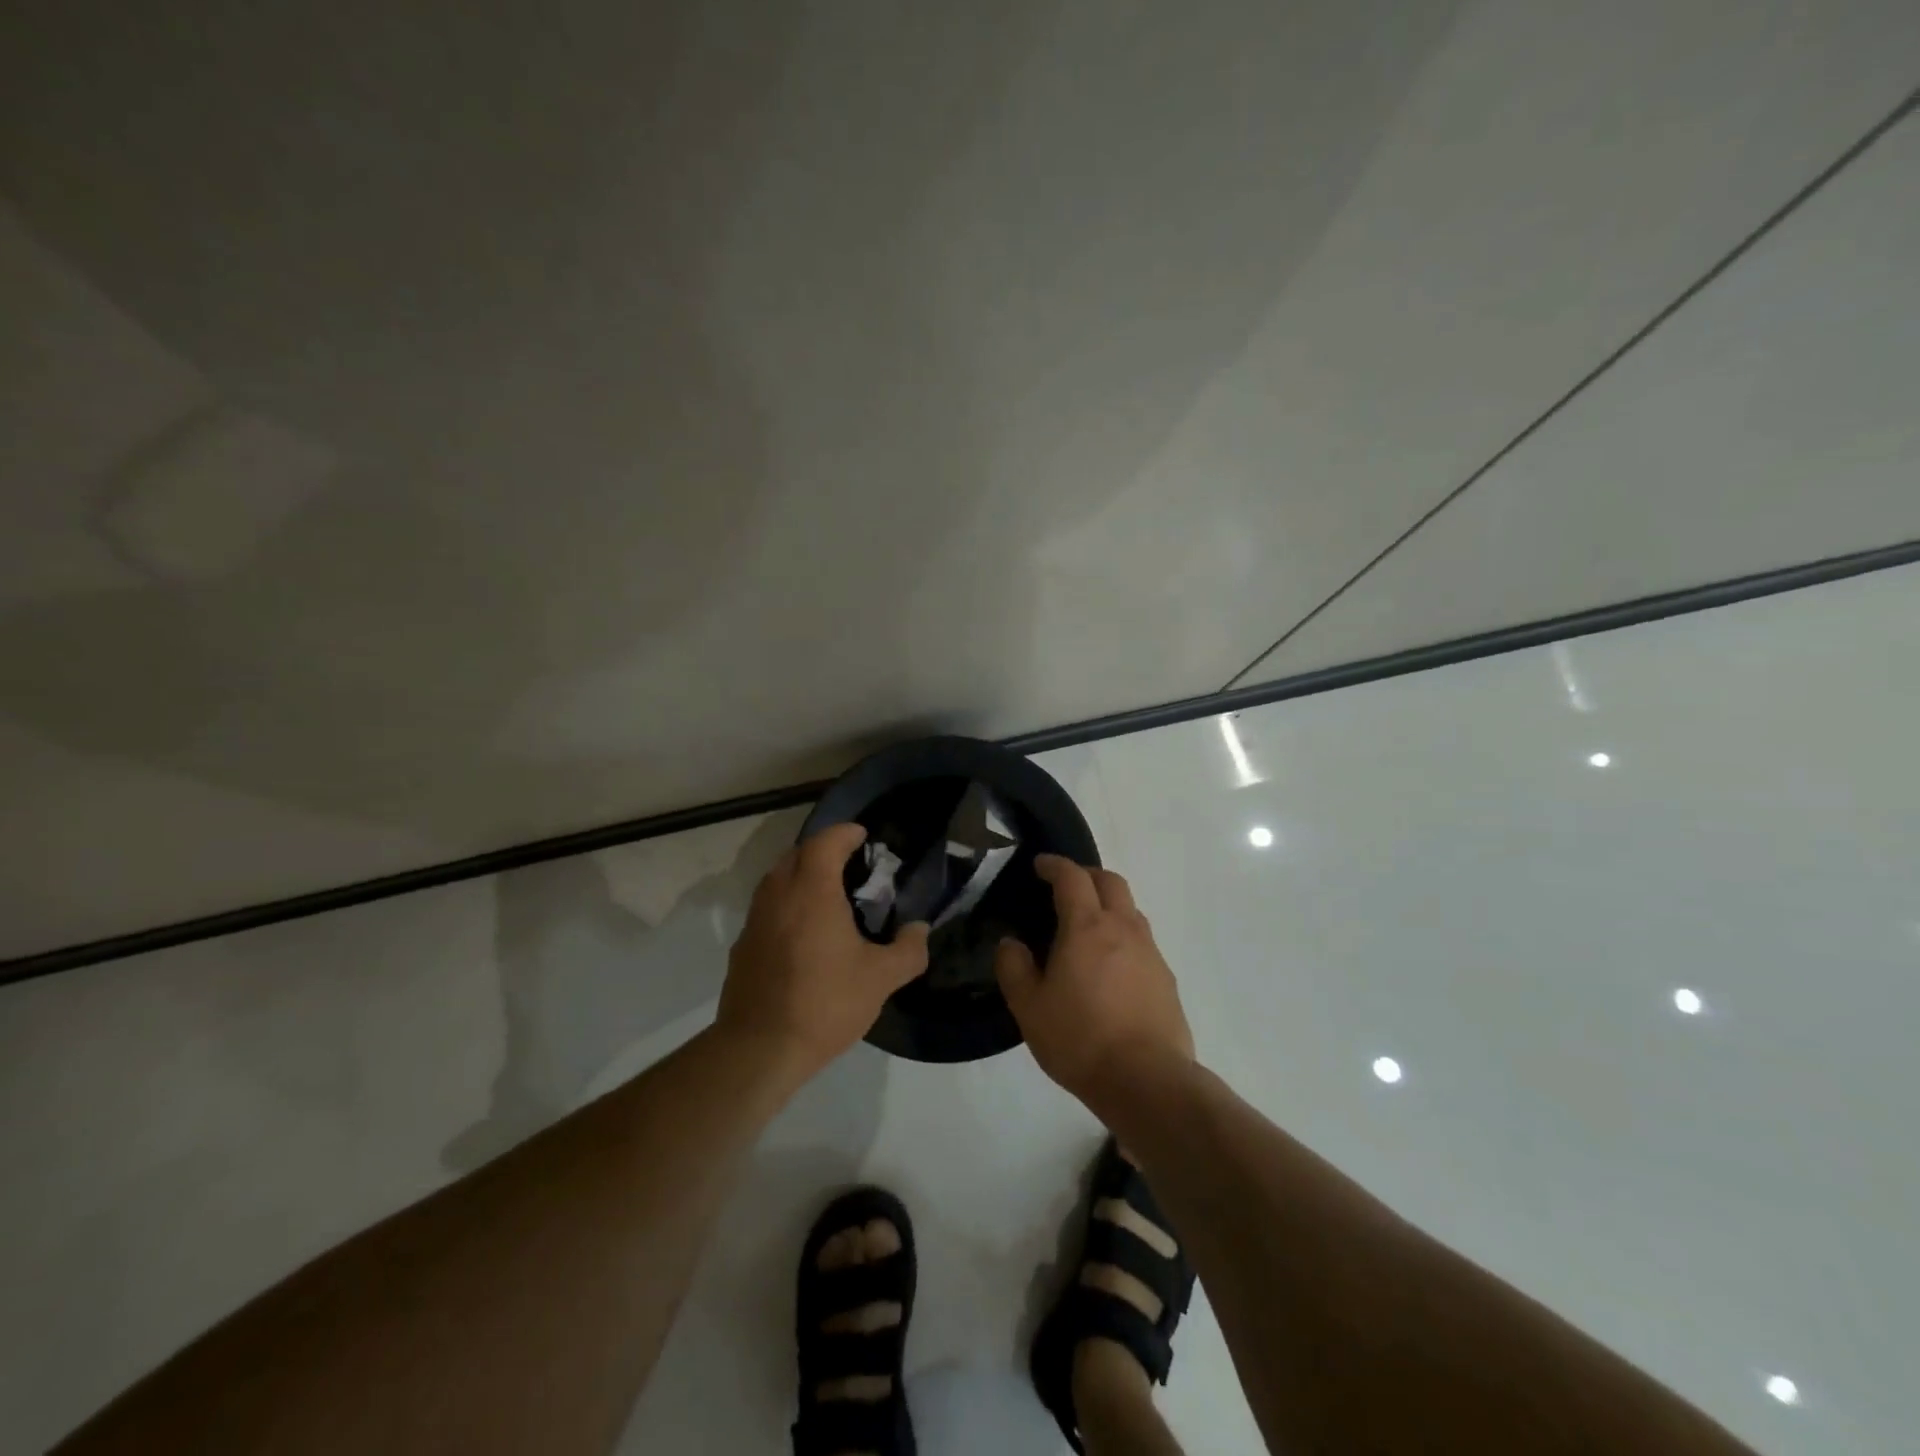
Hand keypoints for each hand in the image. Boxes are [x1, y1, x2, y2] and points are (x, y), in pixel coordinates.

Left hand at [717, 823, 929, 1079]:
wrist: (759, 1049)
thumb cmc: (825, 1003)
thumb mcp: (880, 979)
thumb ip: (908, 950)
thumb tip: (919, 930)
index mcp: (812, 891)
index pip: (825, 842)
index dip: (845, 833)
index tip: (863, 836)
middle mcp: (779, 895)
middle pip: (797, 854)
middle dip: (822, 851)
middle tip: (850, 865)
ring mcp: (755, 920)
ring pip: (777, 880)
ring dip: (801, 875)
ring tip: (829, 895)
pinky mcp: (743, 946)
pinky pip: (767, 908)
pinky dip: (787, 903)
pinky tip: (805, 933)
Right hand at [995, 855, 1192, 1105]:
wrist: (1147, 1081)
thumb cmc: (1080, 1039)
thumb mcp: (1029, 1007)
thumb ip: (1014, 968)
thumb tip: (1011, 943)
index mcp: (1087, 927)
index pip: (1072, 877)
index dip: (1055, 865)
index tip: (1040, 865)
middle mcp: (1124, 928)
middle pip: (1110, 882)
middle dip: (1087, 875)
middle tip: (1065, 887)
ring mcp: (1150, 952)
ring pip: (1131, 910)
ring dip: (1109, 904)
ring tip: (1088, 926)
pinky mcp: (1166, 979)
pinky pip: (1142, 941)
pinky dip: (1123, 936)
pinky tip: (1111, 966)